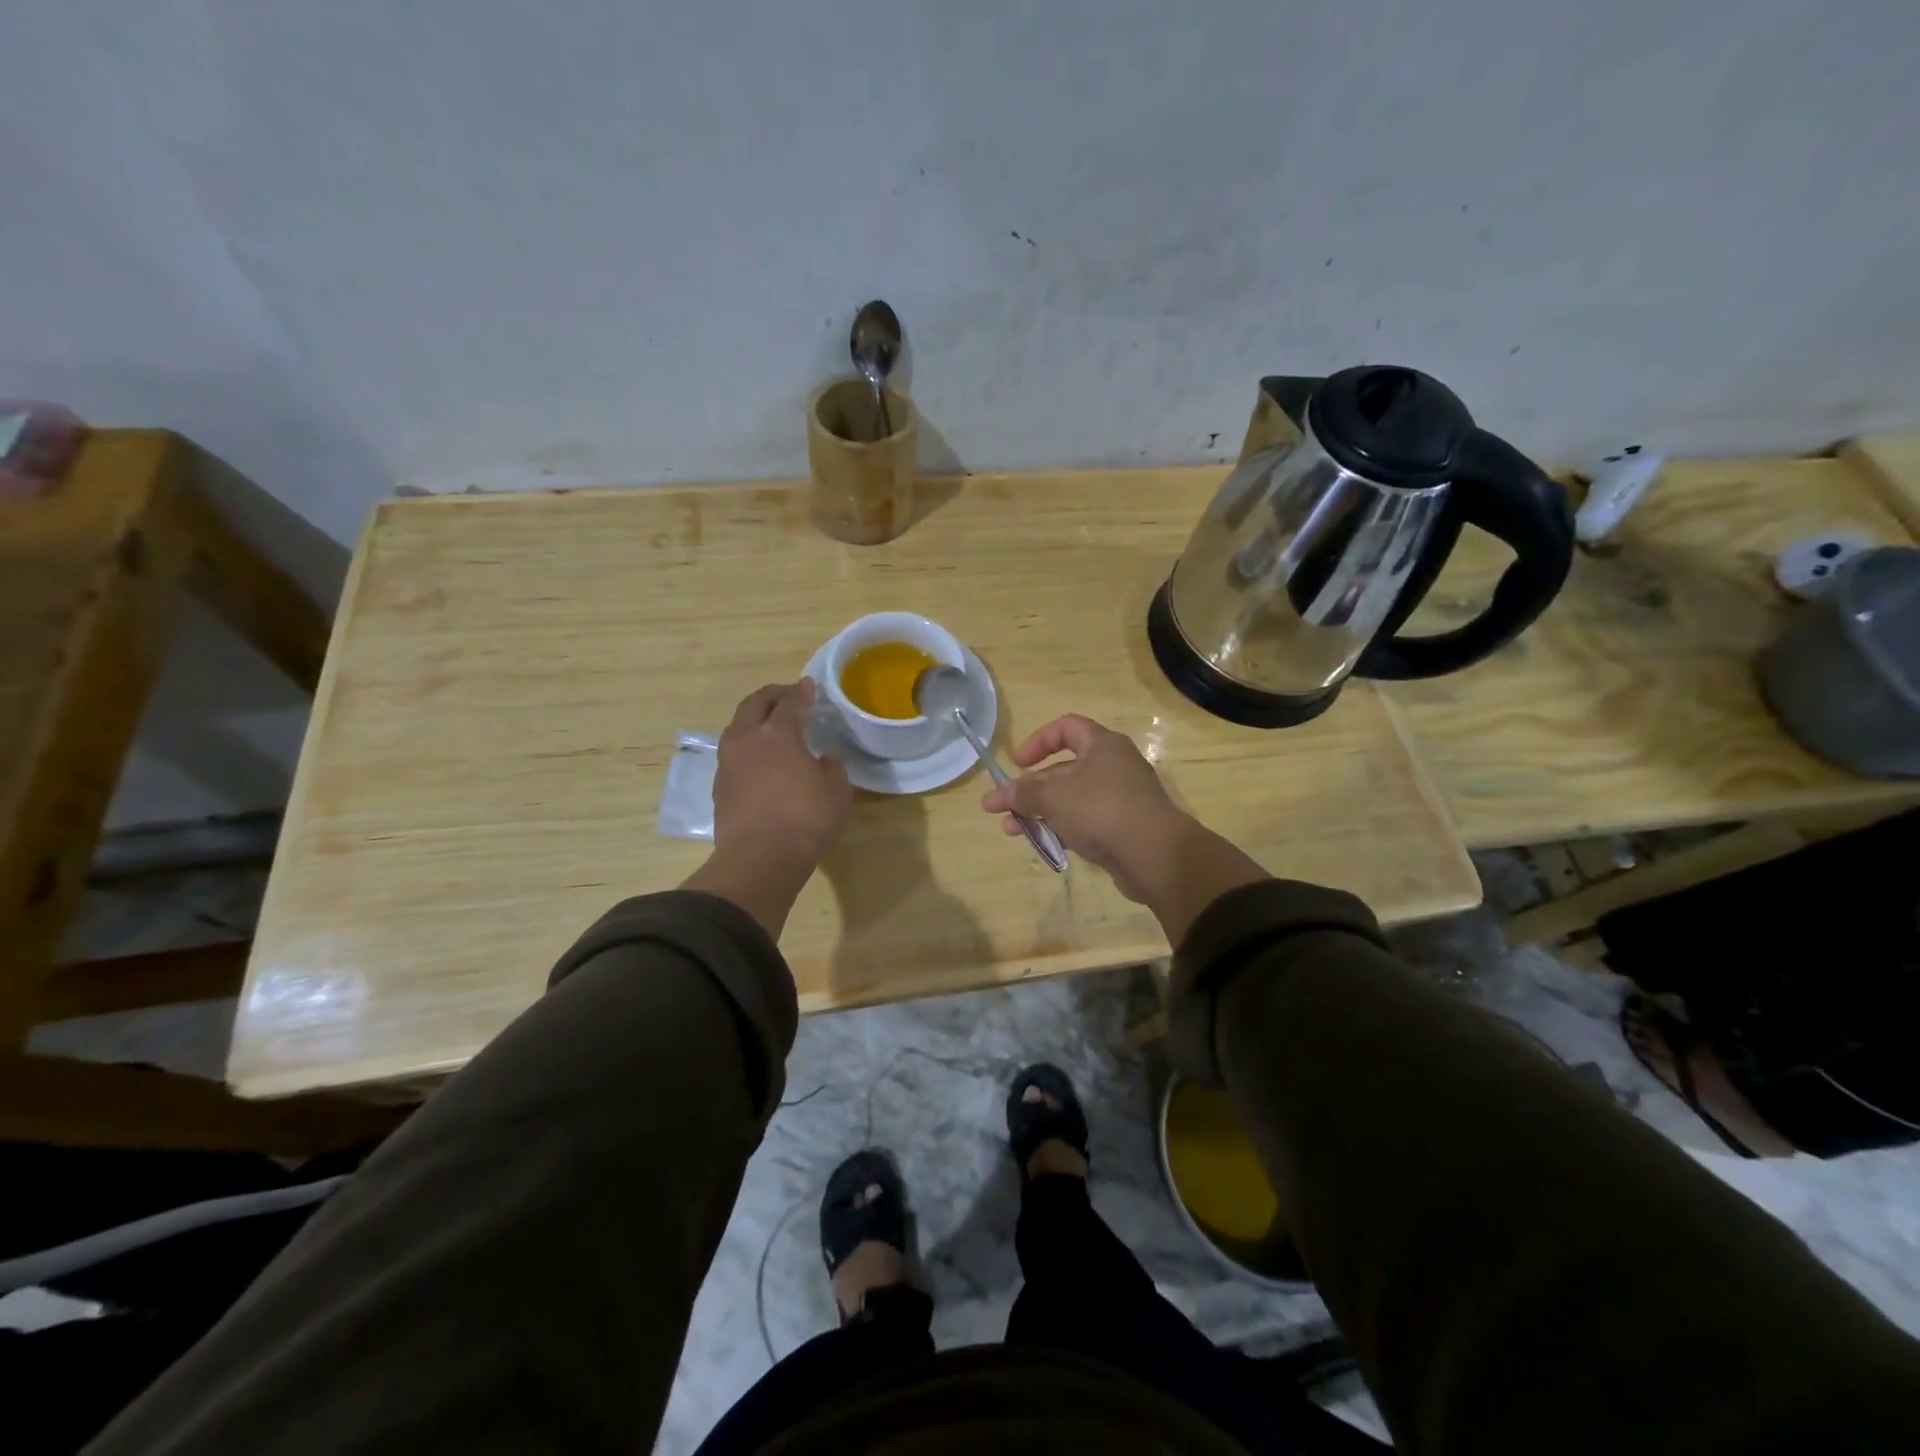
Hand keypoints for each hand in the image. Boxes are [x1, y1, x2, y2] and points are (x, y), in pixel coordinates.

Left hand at [713, 679, 850, 864]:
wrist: (759, 858)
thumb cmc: (806, 819)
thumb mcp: (836, 790)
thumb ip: (831, 767)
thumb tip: (823, 758)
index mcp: (779, 733)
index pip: (791, 702)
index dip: (801, 692)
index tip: (808, 685)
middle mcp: (748, 739)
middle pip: (754, 704)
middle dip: (771, 695)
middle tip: (786, 696)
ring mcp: (728, 762)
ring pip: (737, 727)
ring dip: (753, 719)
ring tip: (768, 725)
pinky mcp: (719, 786)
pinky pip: (732, 753)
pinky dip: (746, 746)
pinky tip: (758, 758)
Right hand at [980, 714, 1187, 901]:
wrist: (1155, 855)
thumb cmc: (1102, 810)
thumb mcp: (1054, 797)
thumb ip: (1024, 794)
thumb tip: (998, 795)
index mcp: (1103, 745)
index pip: (1066, 728)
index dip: (1038, 742)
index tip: (1017, 764)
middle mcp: (1113, 767)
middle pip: (1063, 770)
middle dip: (1029, 789)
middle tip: (1000, 808)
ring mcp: (1119, 799)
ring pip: (1071, 799)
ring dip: (1039, 812)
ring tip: (1011, 831)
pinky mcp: (1121, 829)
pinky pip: (1084, 822)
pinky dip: (1061, 828)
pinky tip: (1041, 843)